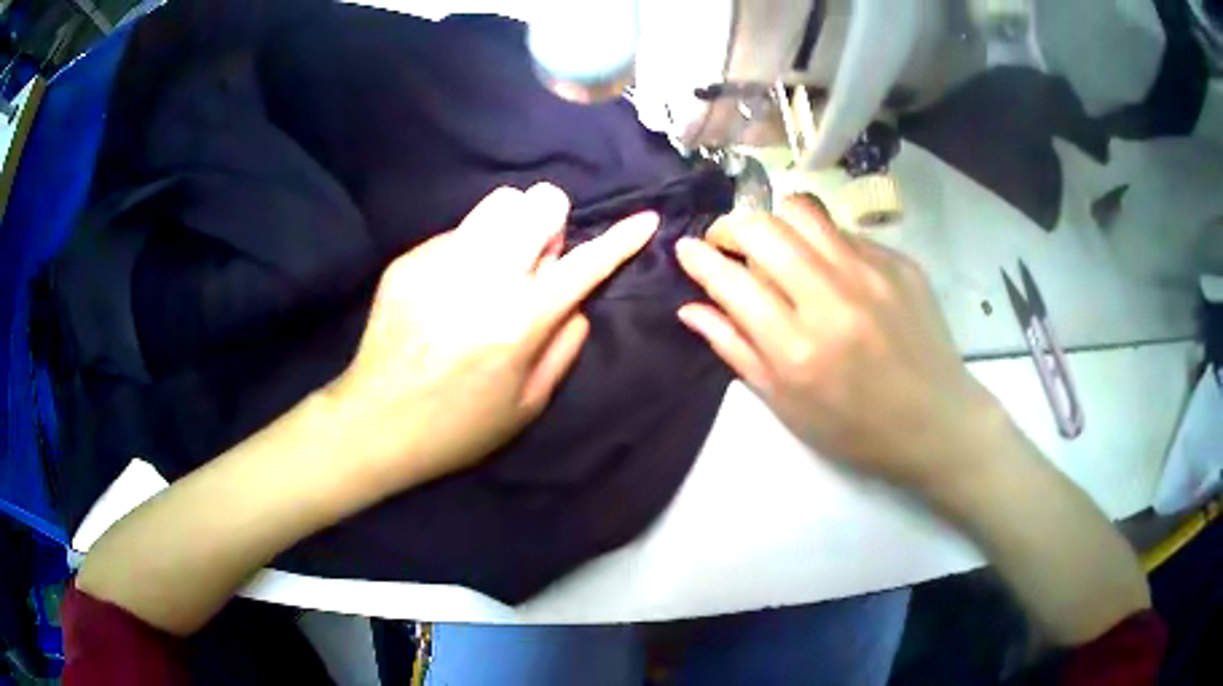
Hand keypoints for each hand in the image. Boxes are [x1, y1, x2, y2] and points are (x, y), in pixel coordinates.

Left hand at [328, 183, 657, 488]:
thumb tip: (578, 305)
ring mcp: (440, 262)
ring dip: (512, 227)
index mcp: (519, 322)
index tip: (645, 219)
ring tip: (493, 266)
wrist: (375, 423)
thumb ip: (563, 348)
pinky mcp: (408, 261)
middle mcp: (483, 278)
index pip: (584, 265)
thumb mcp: (527, 405)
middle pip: (537, 204)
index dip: (621, 240)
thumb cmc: (458, 427)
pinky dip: (467, 251)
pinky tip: (448, 288)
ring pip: (498, 203)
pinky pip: (456, 233)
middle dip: (550, 223)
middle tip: (535, 260)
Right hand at [675, 195, 1002, 489]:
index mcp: (798, 349)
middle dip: (733, 227)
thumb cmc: (855, 428)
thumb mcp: (787, 405)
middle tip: (731, 244)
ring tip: (777, 245)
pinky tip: (830, 269)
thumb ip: (736, 351)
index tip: (687, 248)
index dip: (700, 258)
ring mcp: (872, 274)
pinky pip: (845, 232)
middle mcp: (833, 300)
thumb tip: (691, 309)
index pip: (732, 281)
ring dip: (777, 221)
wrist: (935, 422)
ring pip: (804, 212)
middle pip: (764, 229)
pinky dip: (822, 242)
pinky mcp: (899, 263)